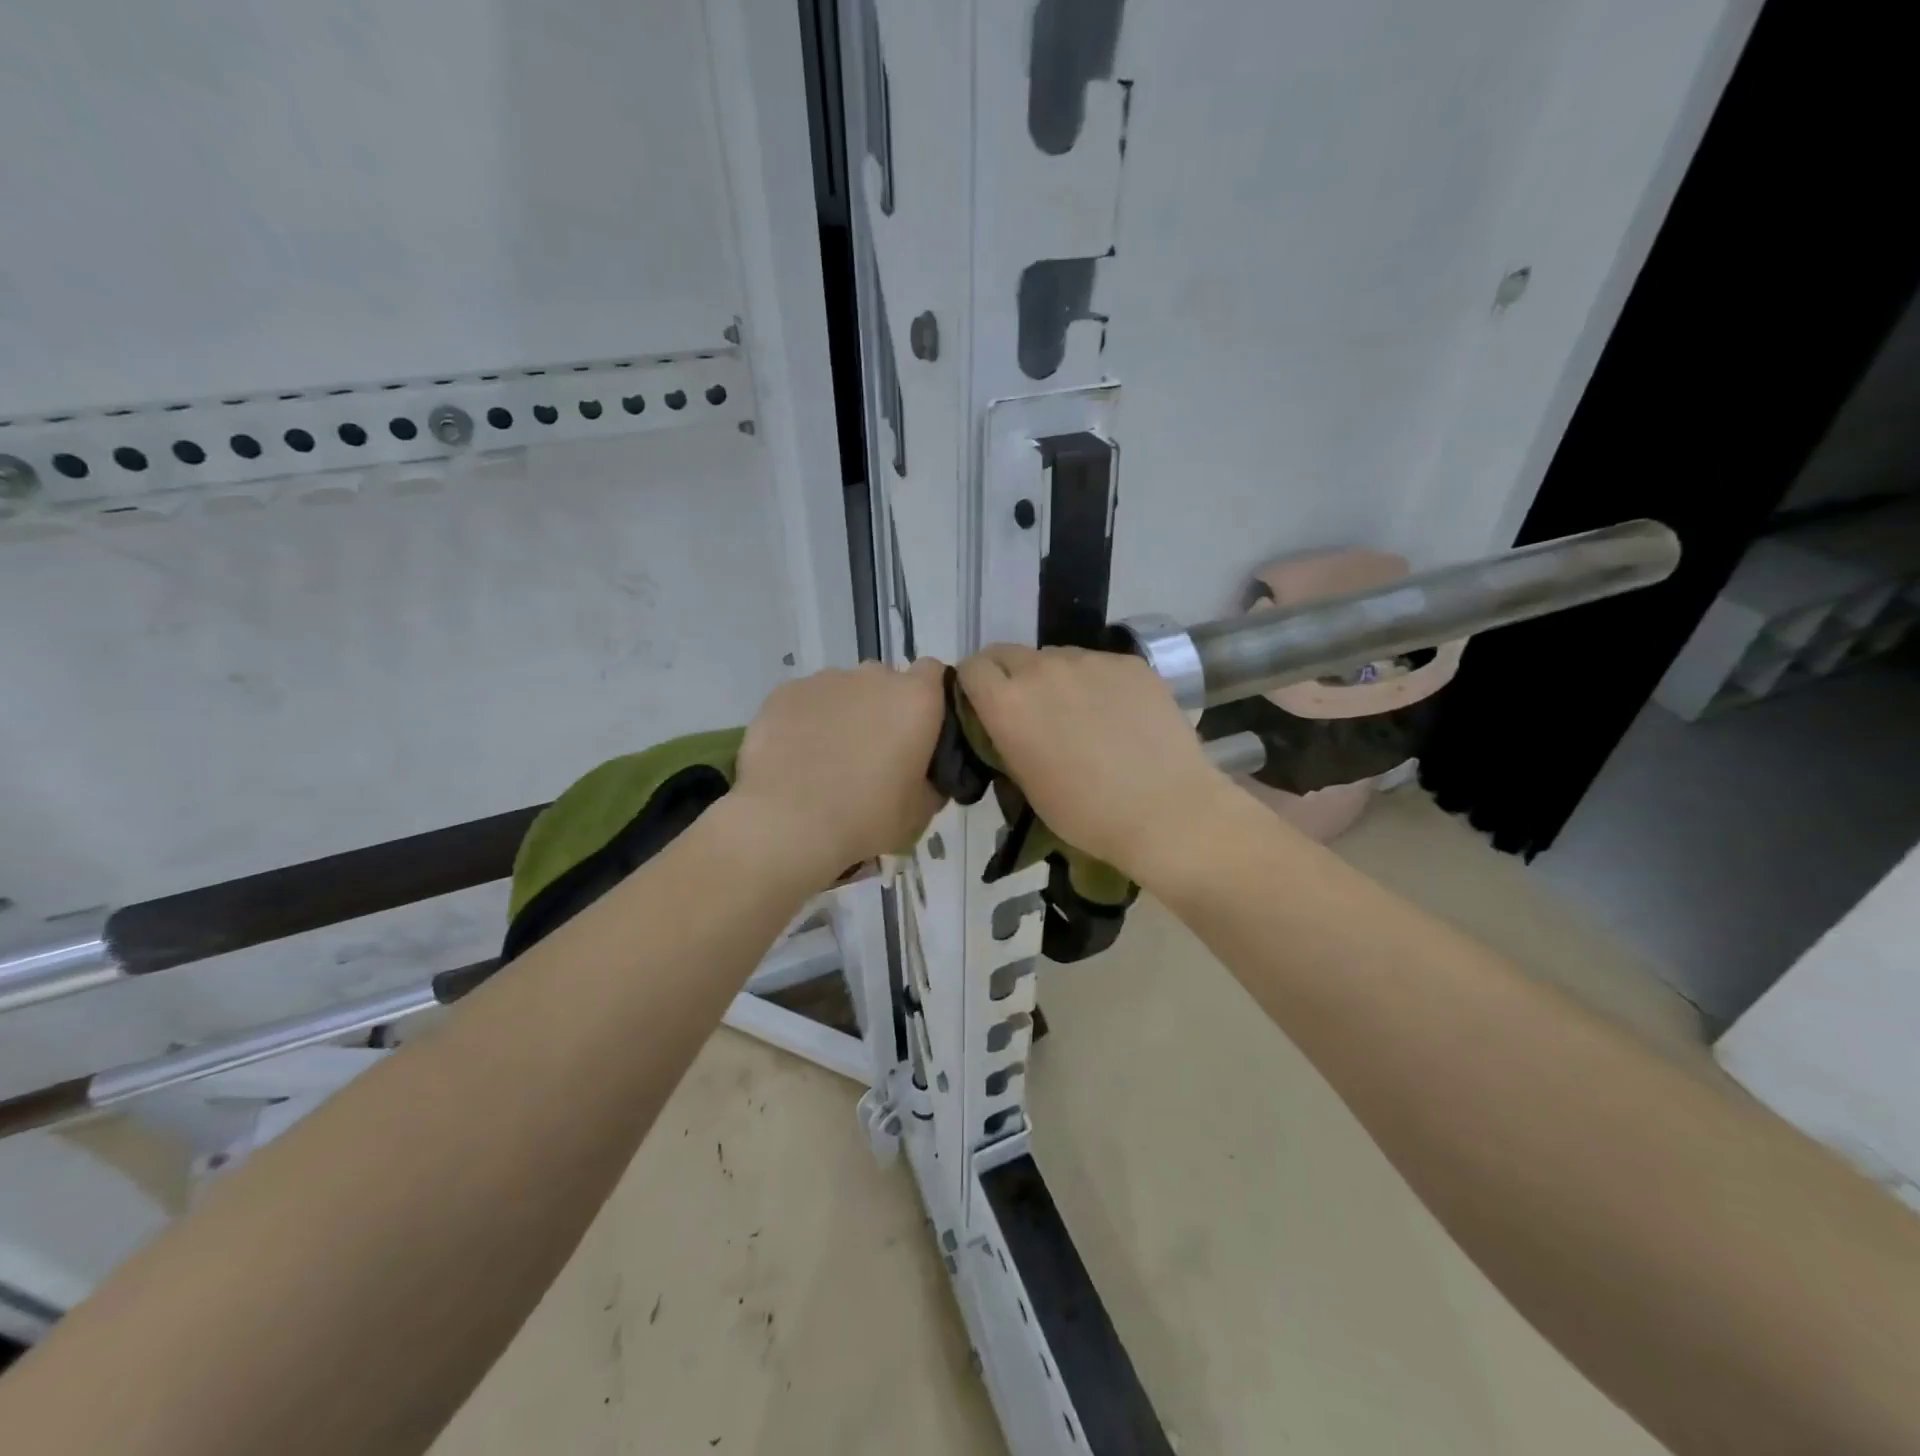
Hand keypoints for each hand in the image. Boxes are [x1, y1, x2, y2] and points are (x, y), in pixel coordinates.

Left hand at [732, 659, 947, 882]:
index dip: (929, 698)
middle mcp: (872, 677)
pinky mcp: (784, 692)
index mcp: (915, 700)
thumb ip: (932, 779)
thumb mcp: (919, 812)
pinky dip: (806, 721)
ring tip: (827, 759)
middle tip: (873, 754)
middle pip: (885, 682)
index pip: (933, 672)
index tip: (921, 731)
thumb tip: (926, 773)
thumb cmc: (865, 819)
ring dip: (843, 714)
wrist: (786, 825)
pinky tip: (795, 757)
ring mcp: (824, 680)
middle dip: (883, 708)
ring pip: (843, 690)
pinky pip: (806, 701)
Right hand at [957, 645, 1241, 885]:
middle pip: (1009, 653)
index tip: (986, 706)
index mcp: (1008, 703)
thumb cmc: (1087, 814)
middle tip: (1031, 711)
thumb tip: (1007, 723)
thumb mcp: (1026, 784)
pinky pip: (1097, 664)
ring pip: (1056, 657)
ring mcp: (1089, 660)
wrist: (1166, 811)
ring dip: (1054, 678)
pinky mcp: (1129, 662)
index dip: (975, 685)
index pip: (972, 668)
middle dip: (1010, 676)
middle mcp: (1042, 669)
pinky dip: (1096, 683)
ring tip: (1081, 715)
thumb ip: (1007, 740)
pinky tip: (1118, 716)